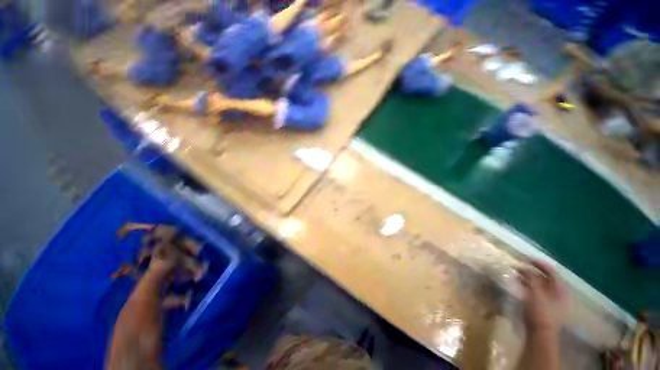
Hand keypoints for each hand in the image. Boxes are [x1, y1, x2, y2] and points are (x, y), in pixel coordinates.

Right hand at [519, 260, 567, 334]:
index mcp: (560, 289)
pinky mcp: (543, 305)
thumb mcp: (535, 293)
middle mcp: (558, 292)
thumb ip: (531, 278)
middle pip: (546, 277)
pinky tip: (519, 282)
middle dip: (532, 270)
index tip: (526, 258)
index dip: (539, 263)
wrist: (540, 333)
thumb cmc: (540, 312)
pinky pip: (536, 290)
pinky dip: (528, 284)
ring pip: (540, 284)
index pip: (551, 271)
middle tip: (519, 265)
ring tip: (516, 272)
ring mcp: (551, 299)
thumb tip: (524, 267)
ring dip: (528, 277)